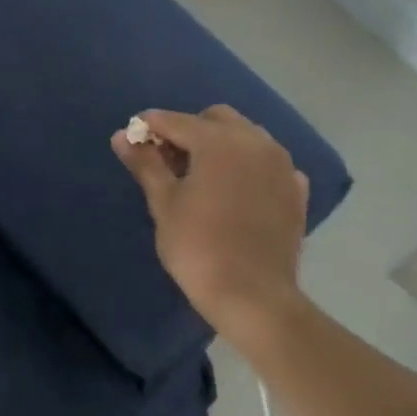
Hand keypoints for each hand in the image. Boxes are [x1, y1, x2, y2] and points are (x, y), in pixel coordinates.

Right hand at [110, 106, 308, 336]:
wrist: (253, 296)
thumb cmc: (198, 247)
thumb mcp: (164, 203)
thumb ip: (145, 164)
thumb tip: (121, 136)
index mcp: (219, 142)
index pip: (176, 121)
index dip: (150, 126)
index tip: (132, 136)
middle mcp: (255, 142)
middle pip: (216, 119)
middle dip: (189, 130)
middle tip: (167, 160)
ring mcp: (282, 164)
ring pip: (246, 136)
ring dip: (220, 144)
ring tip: (200, 175)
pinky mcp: (295, 190)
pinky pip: (268, 163)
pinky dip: (248, 166)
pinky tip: (235, 191)